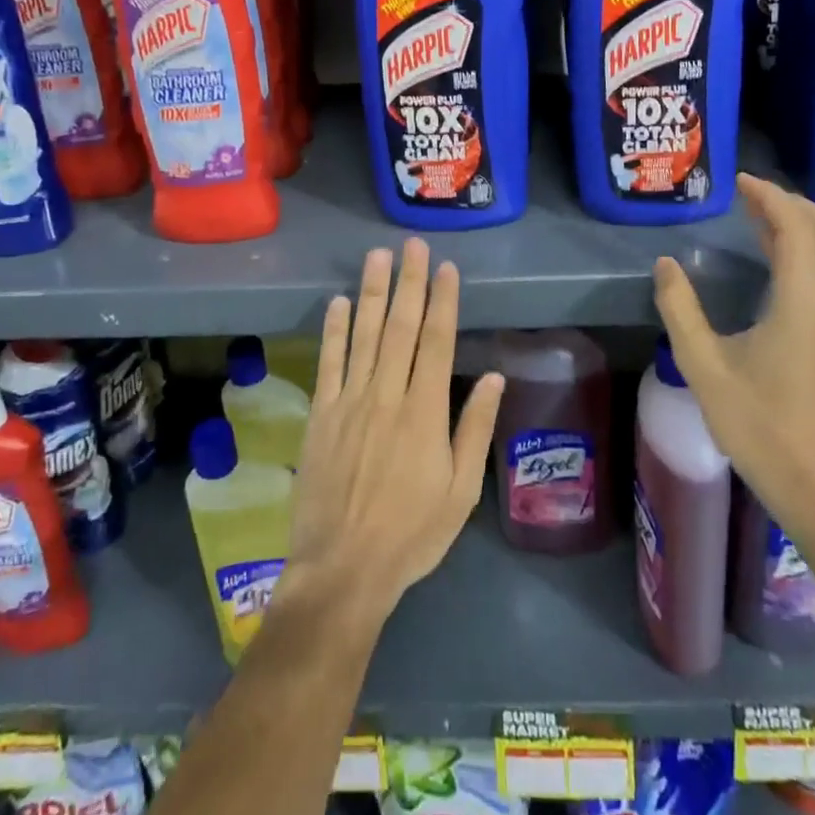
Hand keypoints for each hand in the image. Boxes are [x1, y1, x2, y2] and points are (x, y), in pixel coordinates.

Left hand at [281, 240, 504, 630]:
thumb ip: (474, 429)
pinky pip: (328, 364)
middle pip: (400, 327)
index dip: (442, 301)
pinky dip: (333, 331)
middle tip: (412, 245)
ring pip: (363, 335)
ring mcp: (350, 402)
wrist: (342, 569)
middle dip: (409, 282)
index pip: (436, 342)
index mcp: (425, 413)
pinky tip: (338, 303)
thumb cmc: (411, 533)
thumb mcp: (460, 491)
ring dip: (371, 293)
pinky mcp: (321, 415)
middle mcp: (387, 396)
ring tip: (377, 257)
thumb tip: (493, 376)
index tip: (445, 269)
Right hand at [651, 174, 814, 526]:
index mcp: (801, 306)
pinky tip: (775, 255)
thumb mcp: (704, 368)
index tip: (740, 181)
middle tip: (750, 193)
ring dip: (801, 222)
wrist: (814, 483)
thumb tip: (665, 265)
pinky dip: (807, 246)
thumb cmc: (757, 426)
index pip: (797, 230)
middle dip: (792, 202)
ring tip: (758, 214)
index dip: (770, 198)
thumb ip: (680, 312)